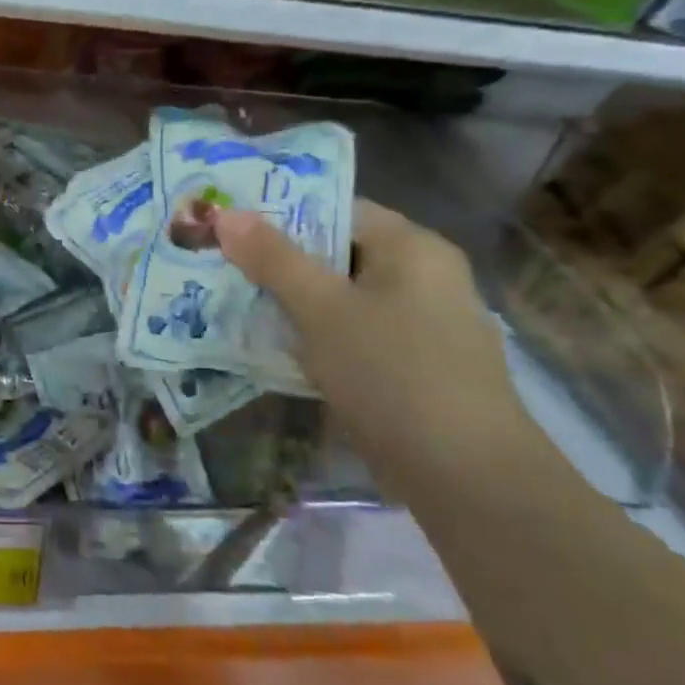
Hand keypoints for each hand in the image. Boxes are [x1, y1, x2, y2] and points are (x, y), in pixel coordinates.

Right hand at [214, 200, 527, 473]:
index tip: (229, 226)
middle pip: (338, 254)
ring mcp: (422, 324)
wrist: (465, 474)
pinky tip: (275, 348)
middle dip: (278, 262)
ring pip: (342, 298)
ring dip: (292, 302)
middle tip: (220, 265)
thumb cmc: (392, 372)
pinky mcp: (413, 366)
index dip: (281, 214)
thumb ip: (273, 258)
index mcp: (413, 248)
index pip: (338, 209)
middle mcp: (424, 277)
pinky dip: (316, 335)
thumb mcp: (321, 308)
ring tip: (233, 303)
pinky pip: (353, 333)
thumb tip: (224, 214)